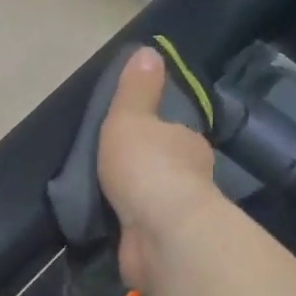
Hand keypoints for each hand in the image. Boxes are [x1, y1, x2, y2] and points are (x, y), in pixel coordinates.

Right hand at [97, 46, 220, 290]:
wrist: (162, 231)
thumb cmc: (146, 167)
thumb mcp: (130, 118)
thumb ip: (135, 90)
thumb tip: (149, 50)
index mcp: (187, 143)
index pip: (172, 134)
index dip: (153, 134)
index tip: (128, 139)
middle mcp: (193, 178)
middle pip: (166, 168)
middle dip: (145, 170)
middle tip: (109, 170)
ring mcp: (180, 215)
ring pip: (155, 202)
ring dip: (137, 202)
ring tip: (102, 201)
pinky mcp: (166, 246)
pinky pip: (144, 232)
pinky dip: (130, 230)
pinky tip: (110, 229)